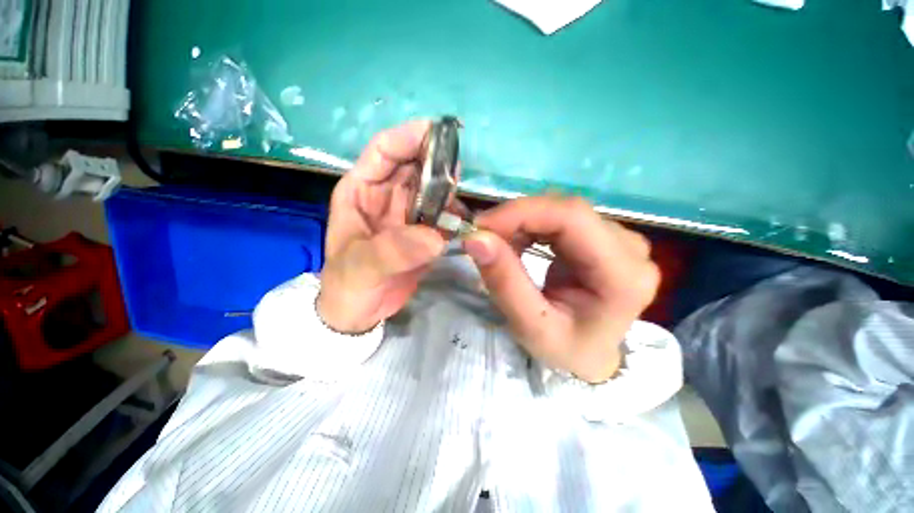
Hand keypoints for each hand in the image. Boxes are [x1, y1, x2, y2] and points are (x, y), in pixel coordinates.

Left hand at [318, 120, 445, 332]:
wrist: (359, 313)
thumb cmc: (348, 286)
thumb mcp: (361, 267)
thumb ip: (393, 251)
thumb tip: (434, 237)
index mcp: (361, 190)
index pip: (384, 151)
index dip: (408, 137)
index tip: (437, 132)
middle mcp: (385, 195)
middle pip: (414, 166)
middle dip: (435, 162)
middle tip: (458, 168)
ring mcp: (407, 213)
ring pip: (431, 189)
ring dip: (447, 189)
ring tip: (461, 200)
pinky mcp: (422, 232)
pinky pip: (441, 214)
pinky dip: (453, 215)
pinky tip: (462, 223)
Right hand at [462, 197, 659, 382]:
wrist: (590, 354)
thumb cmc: (566, 349)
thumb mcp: (530, 327)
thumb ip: (505, 282)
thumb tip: (476, 238)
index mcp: (624, 275)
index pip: (573, 218)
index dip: (522, 212)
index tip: (481, 226)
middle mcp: (629, 248)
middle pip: (566, 211)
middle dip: (517, 219)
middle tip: (483, 237)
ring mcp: (619, 239)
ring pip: (560, 211)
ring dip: (521, 223)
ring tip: (499, 246)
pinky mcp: (602, 237)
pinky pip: (559, 218)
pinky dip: (529, 227)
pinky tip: (517, 244)